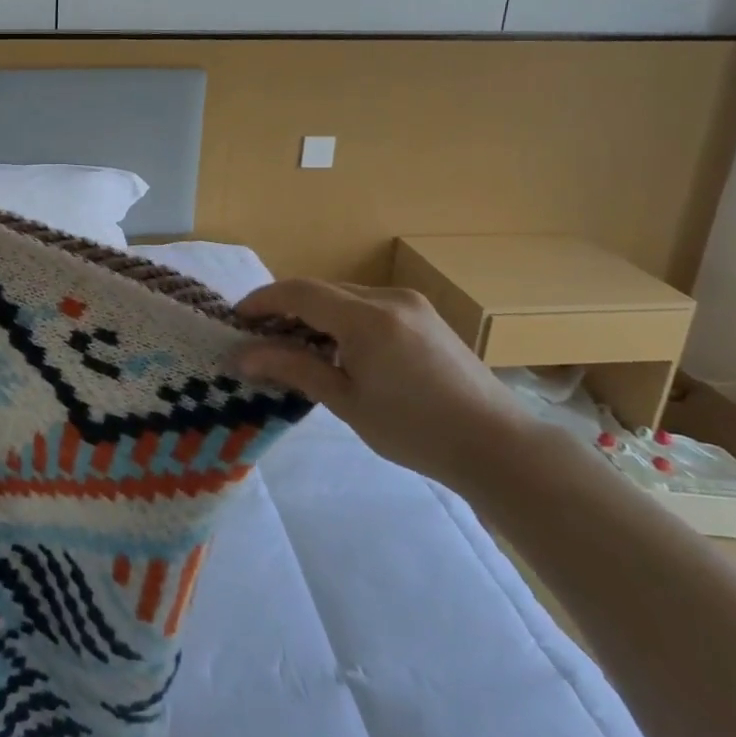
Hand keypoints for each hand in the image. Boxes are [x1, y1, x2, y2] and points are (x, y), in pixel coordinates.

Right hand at [233, 280, 531, 492]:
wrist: (499, 446)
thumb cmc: (416, 431)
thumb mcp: (348, 402)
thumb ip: (294, 369)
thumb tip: (243, 356)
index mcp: (367, 318)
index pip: (300, 292)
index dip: (263, 300)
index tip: (236, 319)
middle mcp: (388, 298)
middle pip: (322, 290)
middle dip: (286, 307)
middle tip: (260, 337)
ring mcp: (411, 304)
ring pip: (346, 296)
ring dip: (314, 313)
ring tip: (295, 345)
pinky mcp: (425, 315)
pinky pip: (369, 305)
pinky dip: (342, 318)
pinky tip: (337, 348)